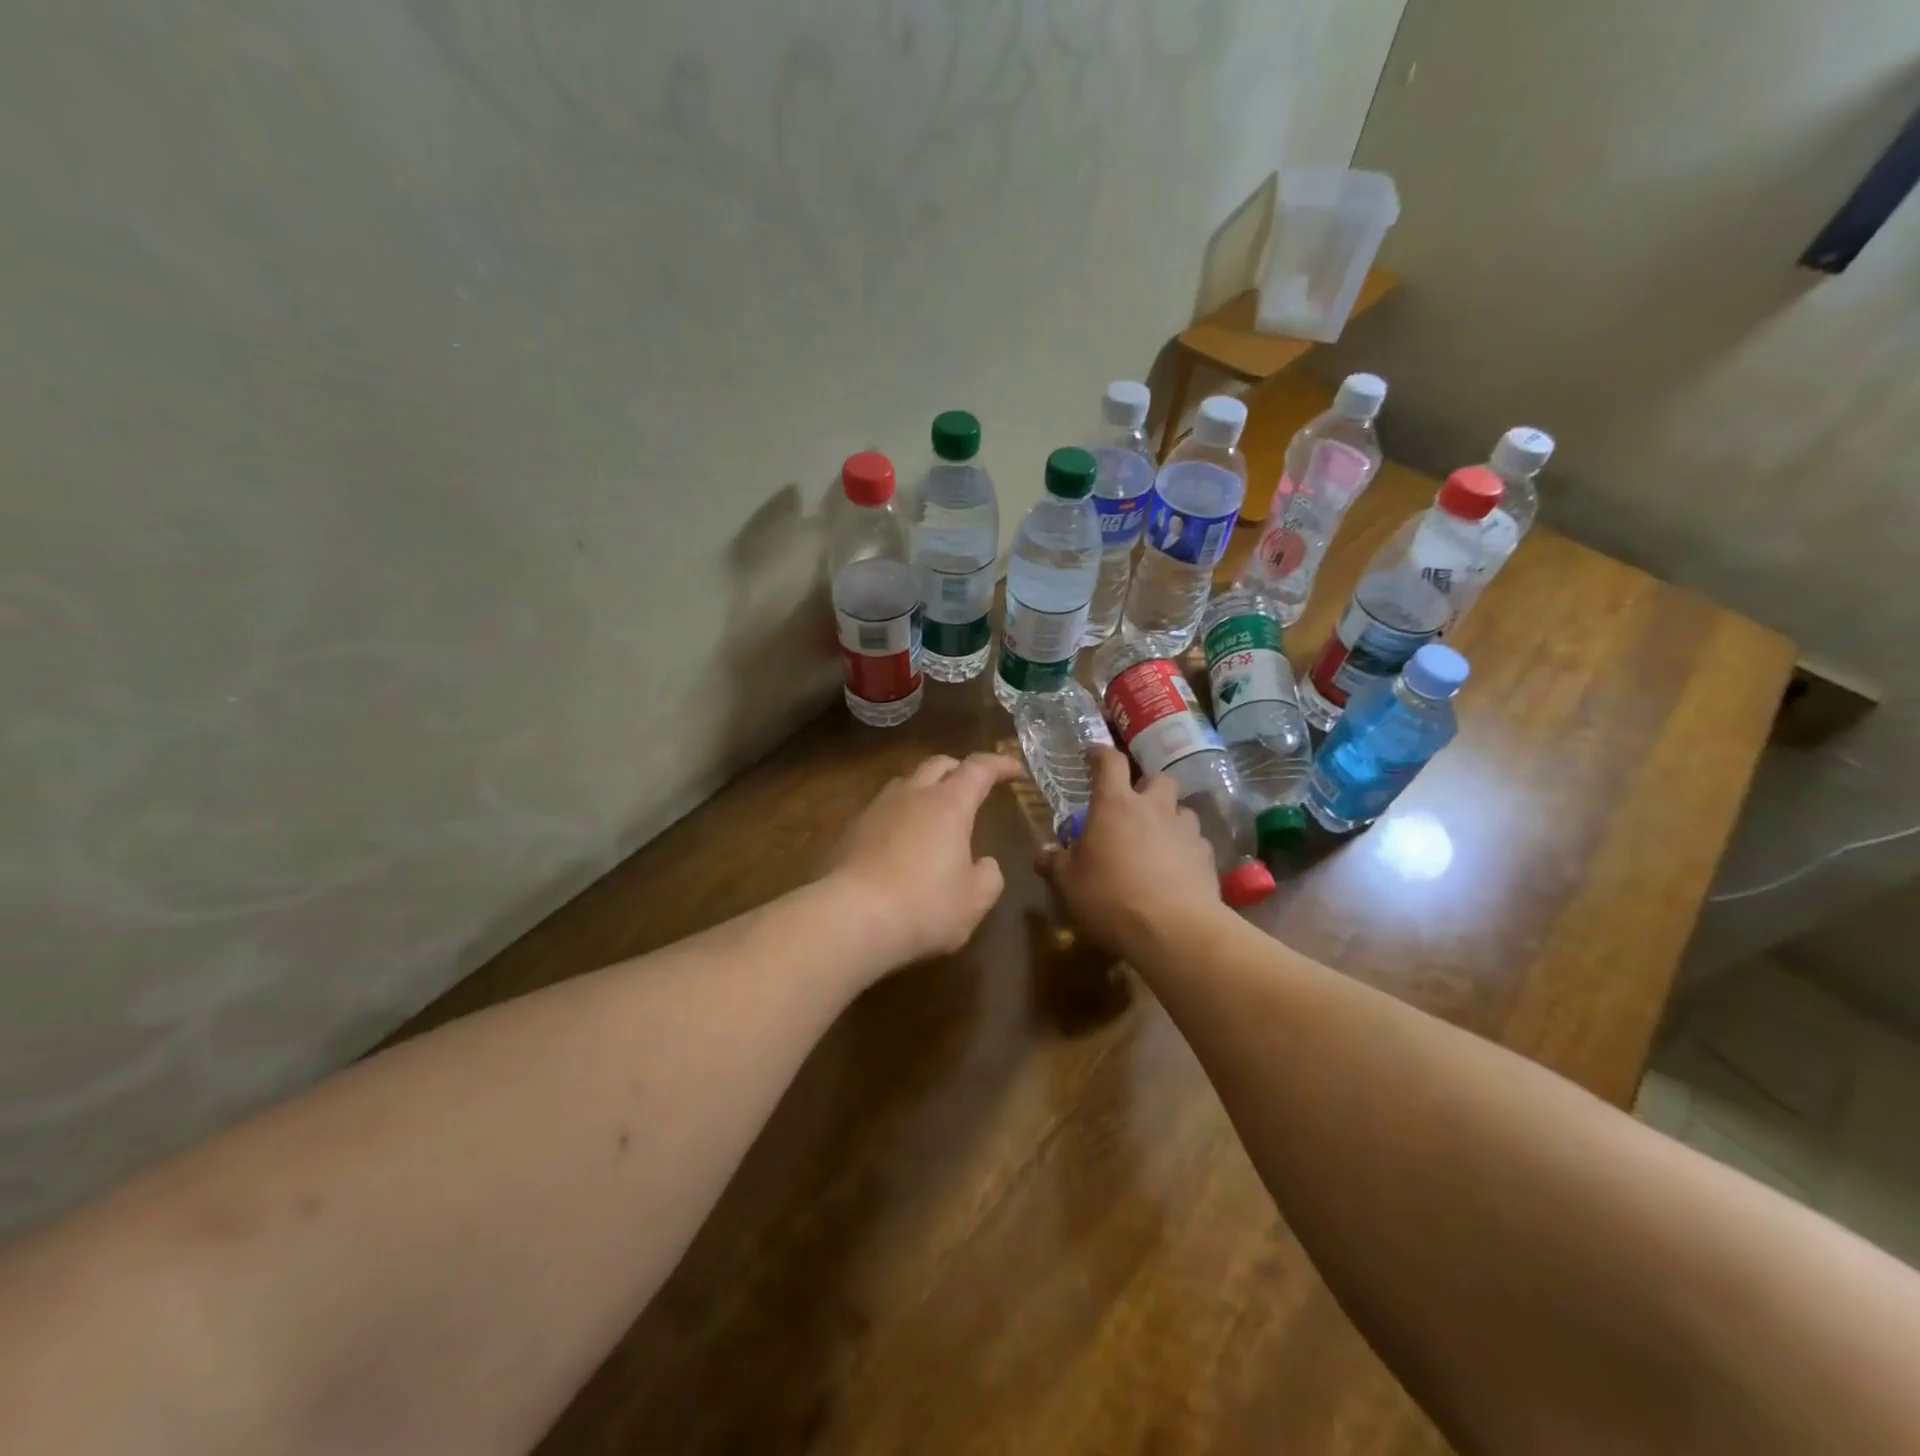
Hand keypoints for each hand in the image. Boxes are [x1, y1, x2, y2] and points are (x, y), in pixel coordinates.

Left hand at [821, 752, 1022, 968]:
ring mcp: (875, 809)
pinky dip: (900, 817)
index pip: (979, 768)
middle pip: (938, 764)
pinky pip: (882, 811)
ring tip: (935, 814)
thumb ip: (988, 877)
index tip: (1015, 770)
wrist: (848, 918)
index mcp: (949, 804)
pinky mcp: (849, 831)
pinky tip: (900, 844)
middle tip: (973, 787)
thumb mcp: (973, 901)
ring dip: (926, 790)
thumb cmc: (923, 906)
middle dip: (960, 769)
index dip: (1000, 765)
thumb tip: (983, 864)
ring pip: (906, 783)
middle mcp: (912, 795)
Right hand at [1038, 747, 1220, 952]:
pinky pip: (1196, 841)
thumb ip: (1055, 863)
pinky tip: (1177, 869)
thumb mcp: (1069, 884)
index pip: (1110, 762)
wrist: (1174, 929)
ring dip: (1169, 818)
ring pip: (1182, 809)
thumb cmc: (1110, 898)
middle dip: (1146, 786)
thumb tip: (1043, 852)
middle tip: (1134, 805)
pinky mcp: (1207, 856)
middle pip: (1157, 778)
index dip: (1101, 755)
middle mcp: (1153, 808)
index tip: (1093, 756)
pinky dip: (1185, 848)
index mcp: (1114, 805)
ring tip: (1158, 840)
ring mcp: (1185, 830)